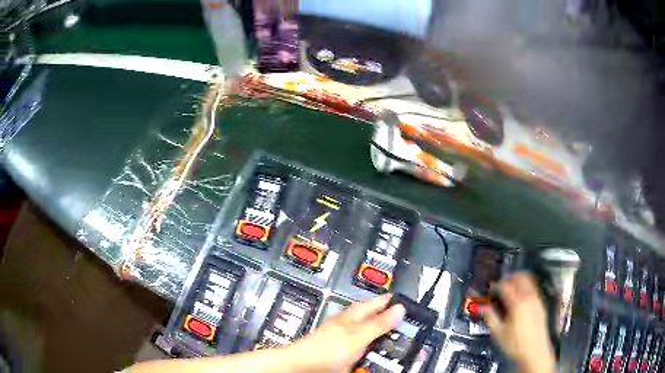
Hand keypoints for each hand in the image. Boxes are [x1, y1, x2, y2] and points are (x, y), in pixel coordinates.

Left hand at [286, 294, 405, 372]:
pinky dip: (376, 352)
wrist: (303, 367)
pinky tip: (381, 357)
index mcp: (354, 315)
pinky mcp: (347, 354)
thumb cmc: (325, 349)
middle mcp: (352, 325)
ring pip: (373, 337)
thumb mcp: (357, 336)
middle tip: (412, 329)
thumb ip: (378, 323)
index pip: (379, 302)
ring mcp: (349, 340)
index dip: (394, 302)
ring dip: (385, 341)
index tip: (412, 305)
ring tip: (401, 345)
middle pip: (378, 320)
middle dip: (393, 323)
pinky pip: (367, 351)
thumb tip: (400, 307)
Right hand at [480, 273, 554, 372]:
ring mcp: (537, 299)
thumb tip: (482, 306)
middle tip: (500, 288)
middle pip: (519, 277)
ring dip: (518, 282)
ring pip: (528, 281)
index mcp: (517, 303)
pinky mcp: (541, 304)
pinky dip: (525, 289)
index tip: (489, 290)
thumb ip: (490, 317)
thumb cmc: (515, 344)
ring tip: (509, 292)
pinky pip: (533, 289)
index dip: (495, 285)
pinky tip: (519, 301)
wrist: (535, 352)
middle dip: (509, 279)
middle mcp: (529, 297)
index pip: (505, 285)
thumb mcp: (499, 332)